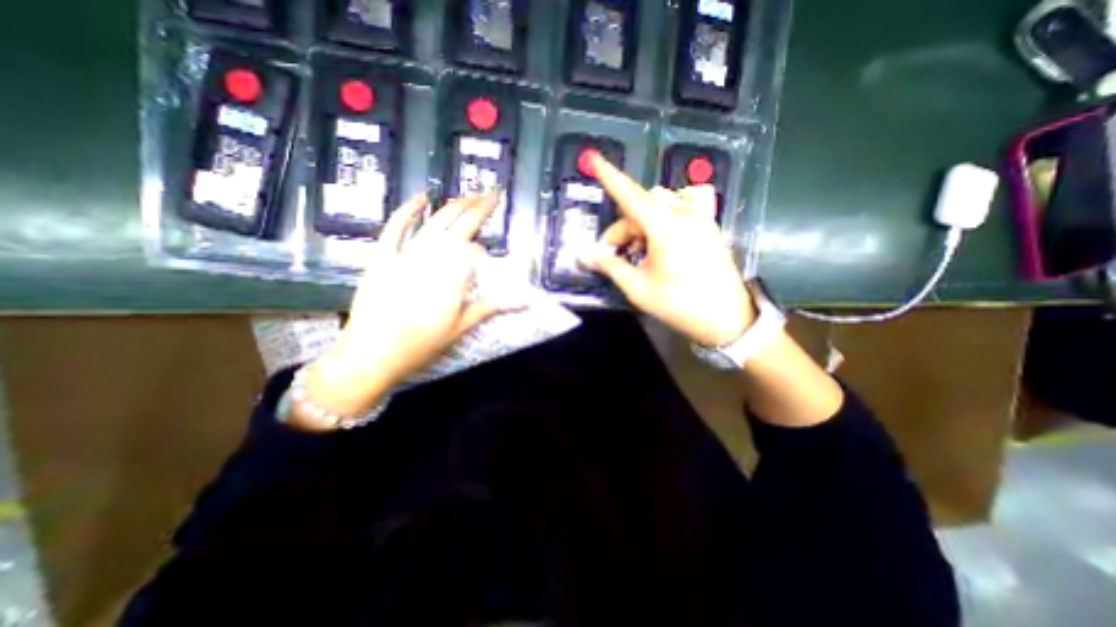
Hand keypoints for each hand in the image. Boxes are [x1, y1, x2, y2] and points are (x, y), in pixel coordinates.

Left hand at [292, 192, 509, 427]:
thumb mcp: (461, 328)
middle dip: (477, 206)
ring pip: (434, 222)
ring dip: (453, 206)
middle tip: (492, 192)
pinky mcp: (383, 257)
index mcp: (452, 276)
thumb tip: (522, 301)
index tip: (497, 213)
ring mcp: (405, 255)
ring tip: (469, 194)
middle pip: (458, 225)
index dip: (486, 227)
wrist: (373, 353)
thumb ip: (490, 307)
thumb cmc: (421, 344)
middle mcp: (432, 258)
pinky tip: (422, 197)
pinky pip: (396, 227)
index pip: (474, 242)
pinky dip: (408, 210)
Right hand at [581, 152, 753, 346]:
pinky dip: (670, 209)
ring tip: (639, 249)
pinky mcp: (709, 226)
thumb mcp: (638, 288)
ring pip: (662, 203)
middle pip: (642, 206)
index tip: (595, 159)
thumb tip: (586, 254)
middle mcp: (684, 215)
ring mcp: (700, 218)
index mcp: (665, 228)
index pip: (631, 195)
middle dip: (623, 227)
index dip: (610, 177)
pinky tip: (665, 229)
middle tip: (614, 253)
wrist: (727, 319)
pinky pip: (687, 203)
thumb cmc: (679, 305)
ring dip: (642, 221)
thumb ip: (611, 266)